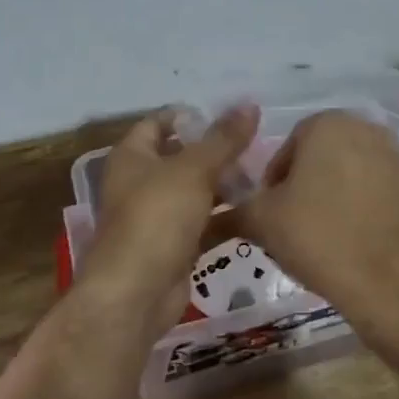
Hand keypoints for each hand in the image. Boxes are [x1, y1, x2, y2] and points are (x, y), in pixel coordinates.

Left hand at [78, 104, 260, 337]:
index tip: (229, 116)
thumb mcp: (194, 170)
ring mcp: (157, 217)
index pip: (159, 123)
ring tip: (265, 176)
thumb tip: (249, 105)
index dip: (190, 116)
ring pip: (196, 192)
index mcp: (133, 157)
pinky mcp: (174, 246)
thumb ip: (223, 139)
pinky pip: (204, 224)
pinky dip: (226, 218)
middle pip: (182, 158)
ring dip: (225, 185)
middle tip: (257, 146)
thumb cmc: (157, 218)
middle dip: (217, 152)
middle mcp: (140, 183)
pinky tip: (258, 211)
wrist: (137, 293)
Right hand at [240, 110, 398, 322]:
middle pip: (319, 160)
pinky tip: (353, 246)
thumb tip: (213, 215)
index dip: (271, 185)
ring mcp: (398, 157)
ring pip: (349, 178)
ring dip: (332, 201)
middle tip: (291, 229)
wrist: (398, 280)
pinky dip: (361, 213)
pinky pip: (376, 196)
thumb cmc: (322, 237)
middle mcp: (366, 128)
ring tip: (322, 242)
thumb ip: (237, 210)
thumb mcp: (263, 222)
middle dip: (303, 190)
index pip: (285, 148)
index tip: (269, 217)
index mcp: (327, 123)